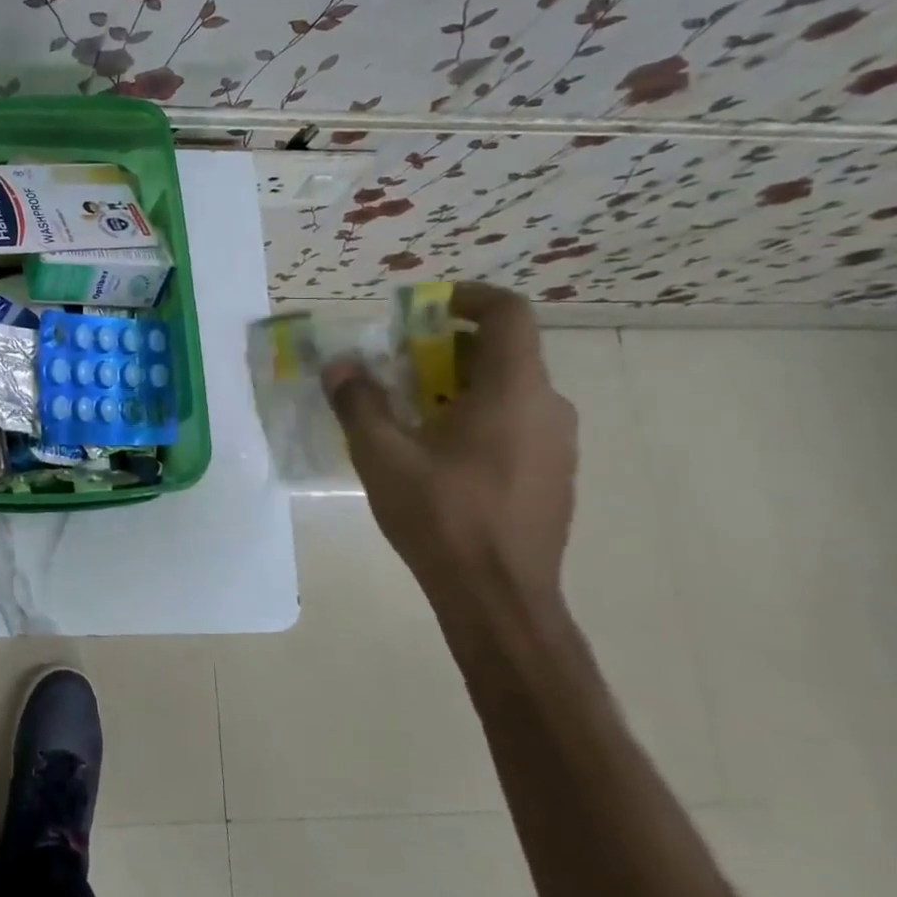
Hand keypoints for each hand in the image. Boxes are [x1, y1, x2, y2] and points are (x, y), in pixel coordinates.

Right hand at [323, 283, 576, 633]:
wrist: (499, 598)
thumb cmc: (442, 516)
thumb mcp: (382, 454)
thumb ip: (358, 400)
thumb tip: (339, 365)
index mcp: (514, 390)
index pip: (508, 313)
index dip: (466, 298)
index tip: (422, 308)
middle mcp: (547, 407)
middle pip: (502, 352)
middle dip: (445, 348)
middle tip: (396, 367)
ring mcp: (557, 445)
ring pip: (508, 390)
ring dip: (458, 385)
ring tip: (409, 412)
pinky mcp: (554, 476)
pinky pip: (515, 423)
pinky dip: (477, 417)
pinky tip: (437, 454)